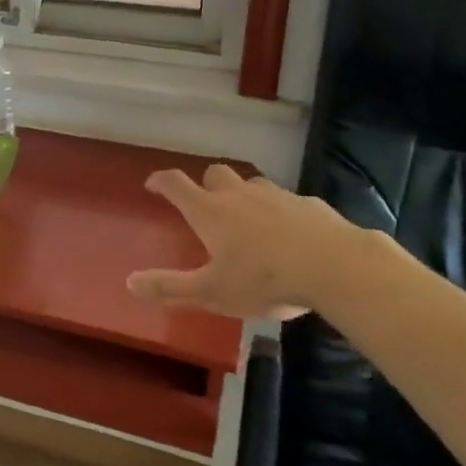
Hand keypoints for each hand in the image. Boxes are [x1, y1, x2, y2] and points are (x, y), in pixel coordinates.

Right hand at [126, 166, 365, 319]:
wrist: (335, 266)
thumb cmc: (264, 278)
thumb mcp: (211, 291)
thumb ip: (170, 288)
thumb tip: (130, 283)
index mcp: (210, 211)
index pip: (176, 184)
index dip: (161, 181)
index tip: (153, 184)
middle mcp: (239, 194)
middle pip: (215, 174)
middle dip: (206, 184)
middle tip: (206, 206)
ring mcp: (276, 195)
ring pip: (252, 185)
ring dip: (244, 196)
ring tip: (249, 222)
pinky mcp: (308, 204)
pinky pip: (287, 201)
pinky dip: (280, 212)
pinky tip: (290, 236)